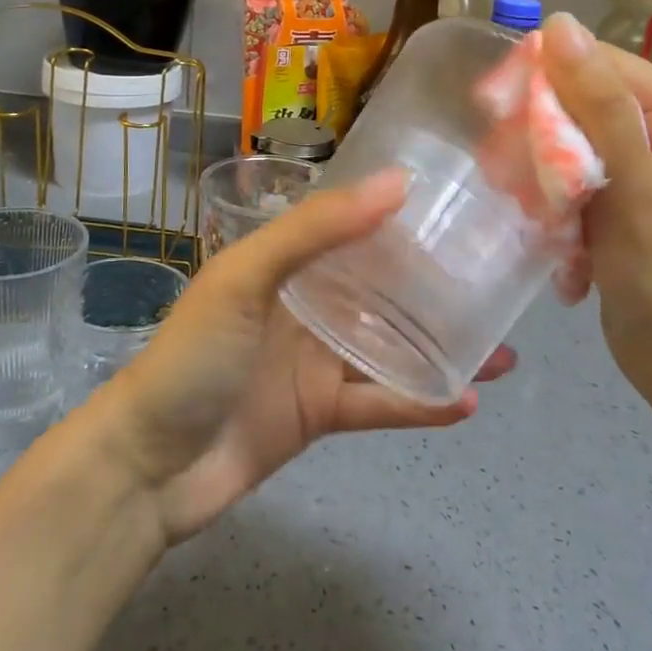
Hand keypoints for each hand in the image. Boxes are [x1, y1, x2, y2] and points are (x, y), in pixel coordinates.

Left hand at [81, 170, 514, 543]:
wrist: (149, 467)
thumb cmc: (195, 356)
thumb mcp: (247, 277)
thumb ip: (317, 229)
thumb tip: (398, 182)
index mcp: (286, 262)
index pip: (352, 228)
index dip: (401, 219)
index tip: (459, 211)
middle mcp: (306, 304)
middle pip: (381, 289)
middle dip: (435, 287)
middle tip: (497, 284)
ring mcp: (315, 361)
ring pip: (390, 347)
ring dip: (441, 348)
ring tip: (502, 350)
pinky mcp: (321, 413)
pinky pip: (381, 403)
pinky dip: (420, 403)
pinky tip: (465, 401)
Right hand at [539, 13, 651, 441]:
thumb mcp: (638, 183)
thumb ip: (599, 104)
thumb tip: (558, 24)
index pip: (600, 67)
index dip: (546, 79)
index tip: (492, 107)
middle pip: (577, 109)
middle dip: (542, 147)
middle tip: (510, 179)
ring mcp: (635, 173)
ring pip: (563, 150)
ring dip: (544, 188)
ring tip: (543, 226)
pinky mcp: (612, 207)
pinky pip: (565, 188)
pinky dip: (554, 215)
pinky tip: (562, 253)